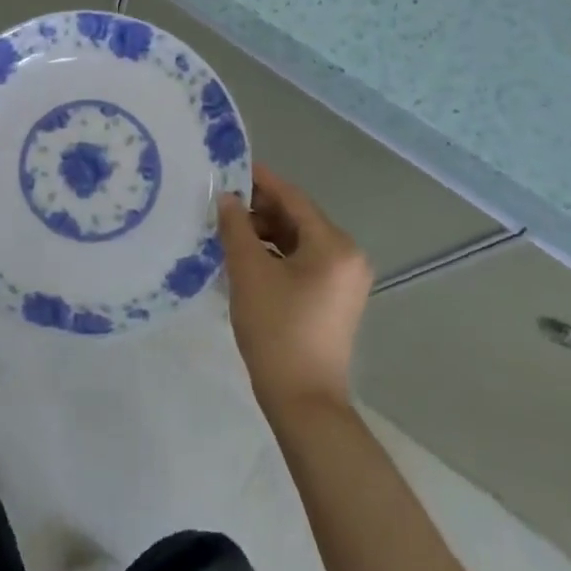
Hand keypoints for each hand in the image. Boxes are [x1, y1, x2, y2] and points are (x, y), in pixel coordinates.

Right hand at [218, 163, 372, 417]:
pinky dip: (278, 254)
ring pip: (300, 240)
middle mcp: (348, 255)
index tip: (230, 169)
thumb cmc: (276, 330)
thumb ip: (236, 227)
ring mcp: (346, 279)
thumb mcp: (248, 272)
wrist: (304, 401)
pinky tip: (248, 259)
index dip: (260, 181)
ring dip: (266, 233)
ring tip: (229, 232)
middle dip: (260, 209)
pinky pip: (305, 261)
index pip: (293, 198)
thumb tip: (227, 198)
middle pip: (298, 218)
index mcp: (334, 244)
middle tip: (222, 205)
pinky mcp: (336, 298)